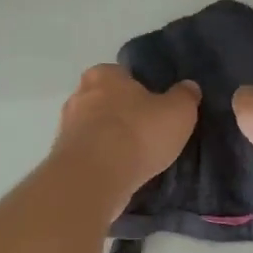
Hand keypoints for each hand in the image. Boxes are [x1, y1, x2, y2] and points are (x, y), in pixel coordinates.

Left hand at [53, 64, 200, 202]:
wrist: (96, 177)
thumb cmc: (138, 133)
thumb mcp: (178, 112)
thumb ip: (185, 96)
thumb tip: (189, 87)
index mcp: (104, 74)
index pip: (123, 75)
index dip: (140, 89)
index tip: (155, 107)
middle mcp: (79, 95)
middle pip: (106, 101)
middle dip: (123, 113)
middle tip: (148, 131)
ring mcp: (67, 128)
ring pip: (96, 128)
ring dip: (111, 139)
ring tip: (137, 157)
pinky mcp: (63, 158)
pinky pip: (90, 154)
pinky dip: (103, 160)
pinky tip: (121, 172)